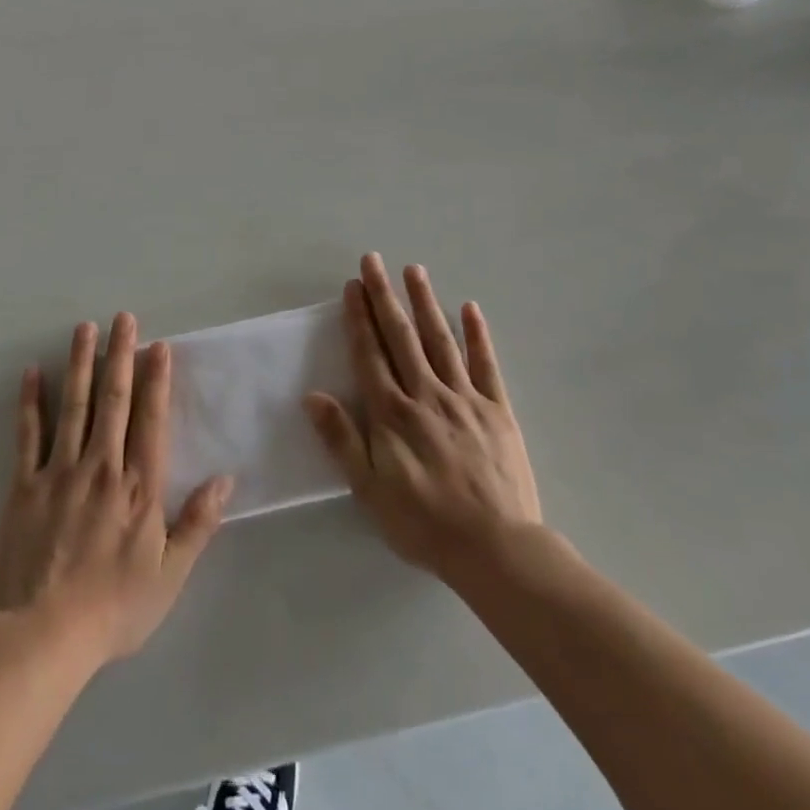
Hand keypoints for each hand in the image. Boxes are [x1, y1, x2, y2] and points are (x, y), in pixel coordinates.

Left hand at [0, 313, 232, 668]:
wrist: (45, 637)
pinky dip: (30, 402)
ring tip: (85, 328)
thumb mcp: (170, 574)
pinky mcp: (24, 485)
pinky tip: (32, 372)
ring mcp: (60, 472)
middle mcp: (102, 466)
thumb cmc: (114, 608)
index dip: (156, 380)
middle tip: (123, 317)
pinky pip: (28, 435)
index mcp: (138, 486)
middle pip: (113, 400)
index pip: (151, 419)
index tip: (158, 346)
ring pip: (74, 406)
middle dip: (120, 355)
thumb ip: (198, 523)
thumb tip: (225, 479)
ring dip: (81, 363)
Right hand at [305, 254, 543, 583]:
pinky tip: (470, 308)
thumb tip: (313, 396)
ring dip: (425, 302)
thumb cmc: (424, 522)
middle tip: (373, 261)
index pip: (370, 354)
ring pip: (440, 340)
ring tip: (414, 270)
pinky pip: (485, 365)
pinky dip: (477, 335)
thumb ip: (342, 439)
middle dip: (384, 296)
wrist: (495, 548)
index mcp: (392, 412)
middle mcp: (425, 394)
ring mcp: (464, 398)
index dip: (359, 318)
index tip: (353, 286)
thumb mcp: (369, 489)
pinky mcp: (497, 410)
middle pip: (401, 336)